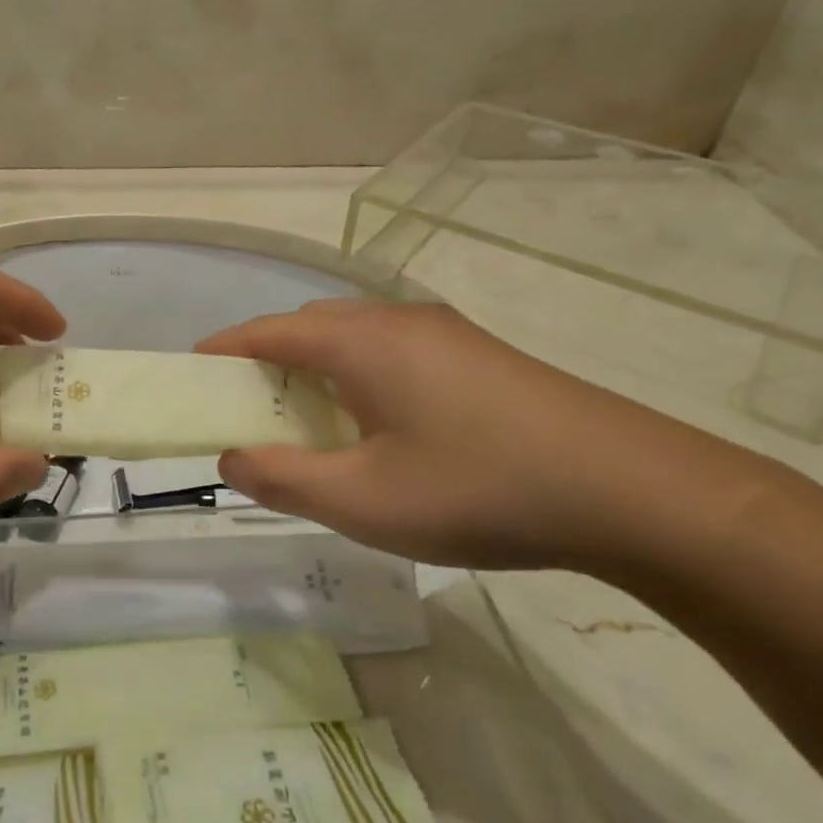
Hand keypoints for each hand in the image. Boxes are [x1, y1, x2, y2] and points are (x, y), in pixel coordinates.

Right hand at [197, 299, 764, 572]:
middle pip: (309, 330)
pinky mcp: (480, 358)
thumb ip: (281, 479)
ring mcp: (445, 335)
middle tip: (252, 417)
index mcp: (360, 342)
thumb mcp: (360, 500)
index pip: (266, 332)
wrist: (630, 490)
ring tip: (311, 429)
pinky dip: (359, 381)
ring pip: (355, 341)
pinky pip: (393, 356)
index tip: (192, 378)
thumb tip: (231, 458)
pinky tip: (378, 431)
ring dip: (316, 374)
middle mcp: (397, 321)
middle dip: (267, 365)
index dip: (222, 352)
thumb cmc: (476, 489)